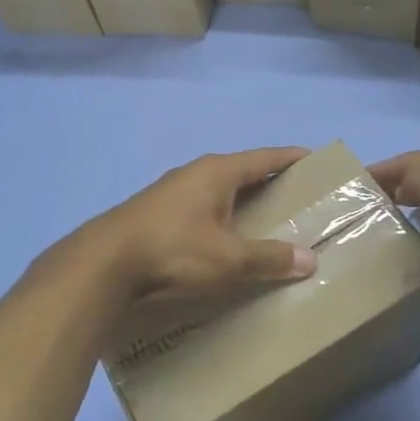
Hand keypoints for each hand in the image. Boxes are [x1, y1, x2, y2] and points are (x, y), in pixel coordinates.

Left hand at [90, 148, 318, 300]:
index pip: (265, 158)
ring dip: (242, 202)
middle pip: (242, 172)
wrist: (105, 262)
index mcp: (218, 172)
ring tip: (266, 221)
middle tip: (299, 198)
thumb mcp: (228, 258)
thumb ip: (268, 257)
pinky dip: (220, 217)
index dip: (291, 158)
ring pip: (218, 191)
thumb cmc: (174, 250)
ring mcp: (172, 191)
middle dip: (270, 183)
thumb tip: (309, 259)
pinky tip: (223, 238)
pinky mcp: (157, 212)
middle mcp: (196, 173)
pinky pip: (201, 208)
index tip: (315, 159)